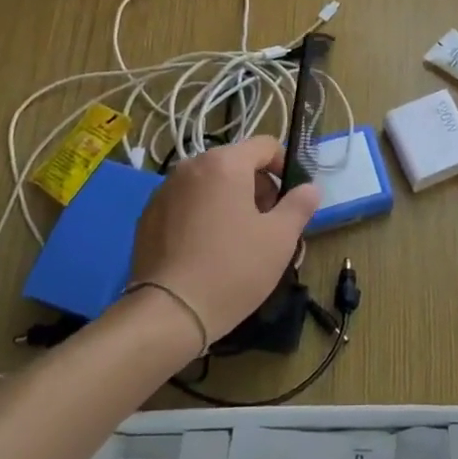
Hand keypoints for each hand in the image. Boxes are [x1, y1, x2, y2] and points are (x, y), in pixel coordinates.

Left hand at [129, 137, 321, 348]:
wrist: (169, 312)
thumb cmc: (233, 268)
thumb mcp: (280, 238)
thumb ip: (299, 205)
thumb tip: (309, 188)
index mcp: (225, 163)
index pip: (265, 146)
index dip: (285, 167)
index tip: (291, 199)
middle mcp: (191, 167)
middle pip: (236, 164)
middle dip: (257, 187)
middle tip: (269, 225)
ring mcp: (164, 191)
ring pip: (210, 184)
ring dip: (230, 201)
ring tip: (239, 241)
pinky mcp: (148, 217)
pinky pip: (186, 204)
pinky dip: (203, 216)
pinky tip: (207, 251)